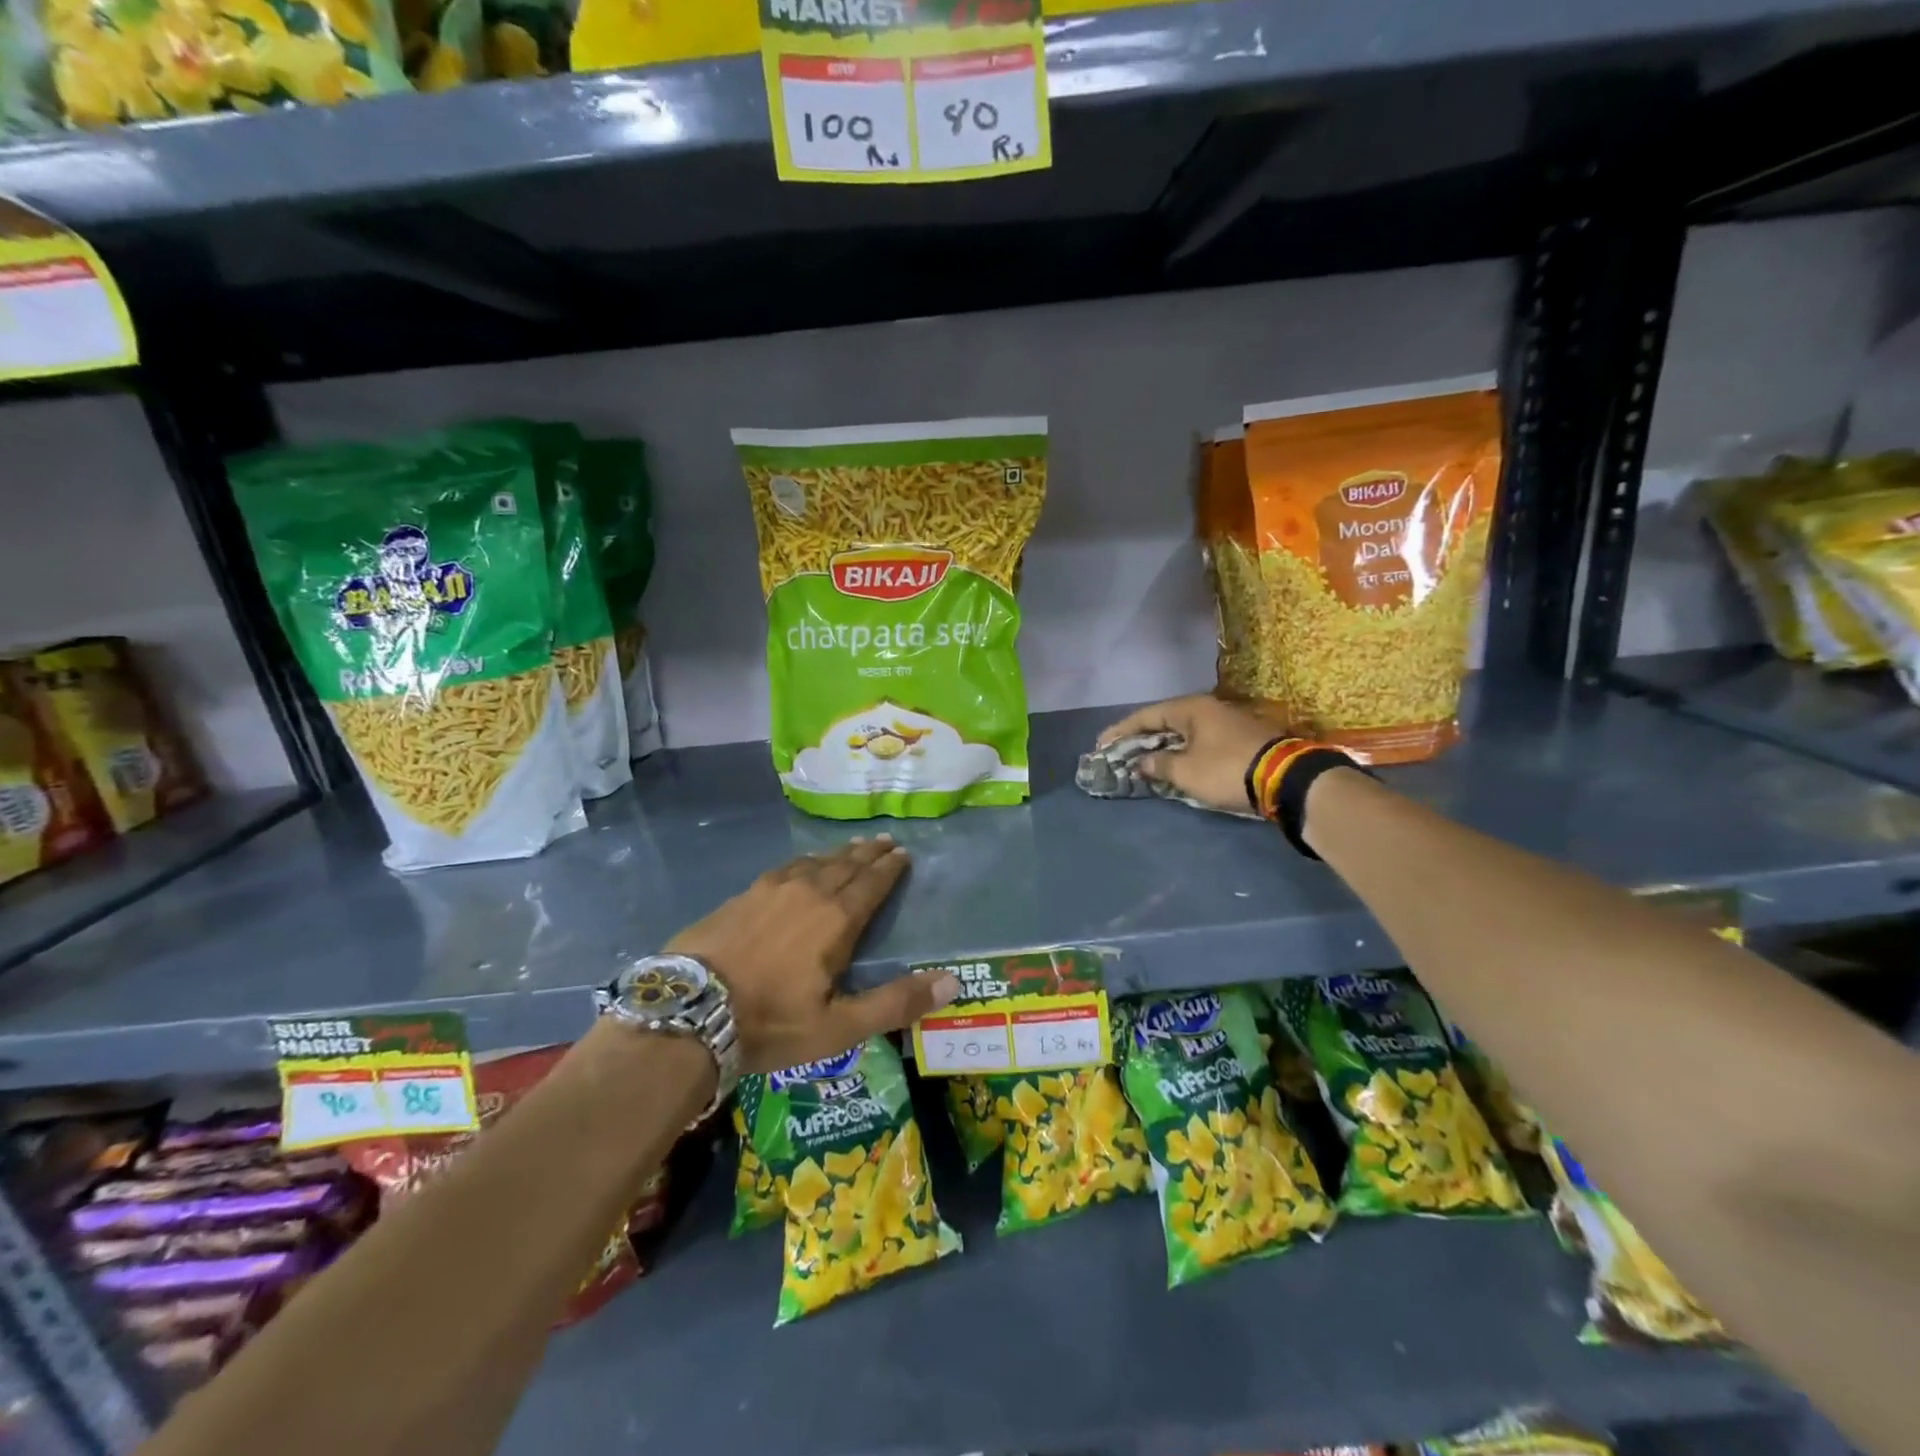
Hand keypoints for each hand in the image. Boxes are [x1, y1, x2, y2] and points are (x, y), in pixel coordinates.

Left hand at [666, 836, 958, 1073]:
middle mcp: (808, 893)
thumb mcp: (839, 1027)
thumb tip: (952, 982)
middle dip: (869, 853)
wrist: (688, 1012)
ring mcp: (771, 890)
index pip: (872, 884)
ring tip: (853, 847)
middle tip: (886, 841)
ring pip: (815, 862)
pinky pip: (785, 868)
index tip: (903, 853)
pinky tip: (802, 864)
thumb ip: (896, 1003)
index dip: (890, 868)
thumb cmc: (770, 1023)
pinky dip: (804, 861)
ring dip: (839, 854)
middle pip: (846, 865)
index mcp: (836, 919)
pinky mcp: (743, 895)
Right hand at [1098, 694, 1286, 813]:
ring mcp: (1227, 722)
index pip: (1146, 715)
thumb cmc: (1227, 769)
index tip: (1101, 744)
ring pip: (1184, 731)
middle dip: (1140, 737)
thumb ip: (1159, 765)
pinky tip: (1175, 763)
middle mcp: (1208, 708)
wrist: (1286, 779)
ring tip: (1143, 759)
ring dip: (1162, 745)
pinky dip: (1182, 750)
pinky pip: (1200, 740)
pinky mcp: (1241, 738)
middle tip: (1119, 752)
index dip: (1121, 730)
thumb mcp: (1186, 771)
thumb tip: (1142, 762)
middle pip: (1165, 720)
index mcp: (1191, 708)